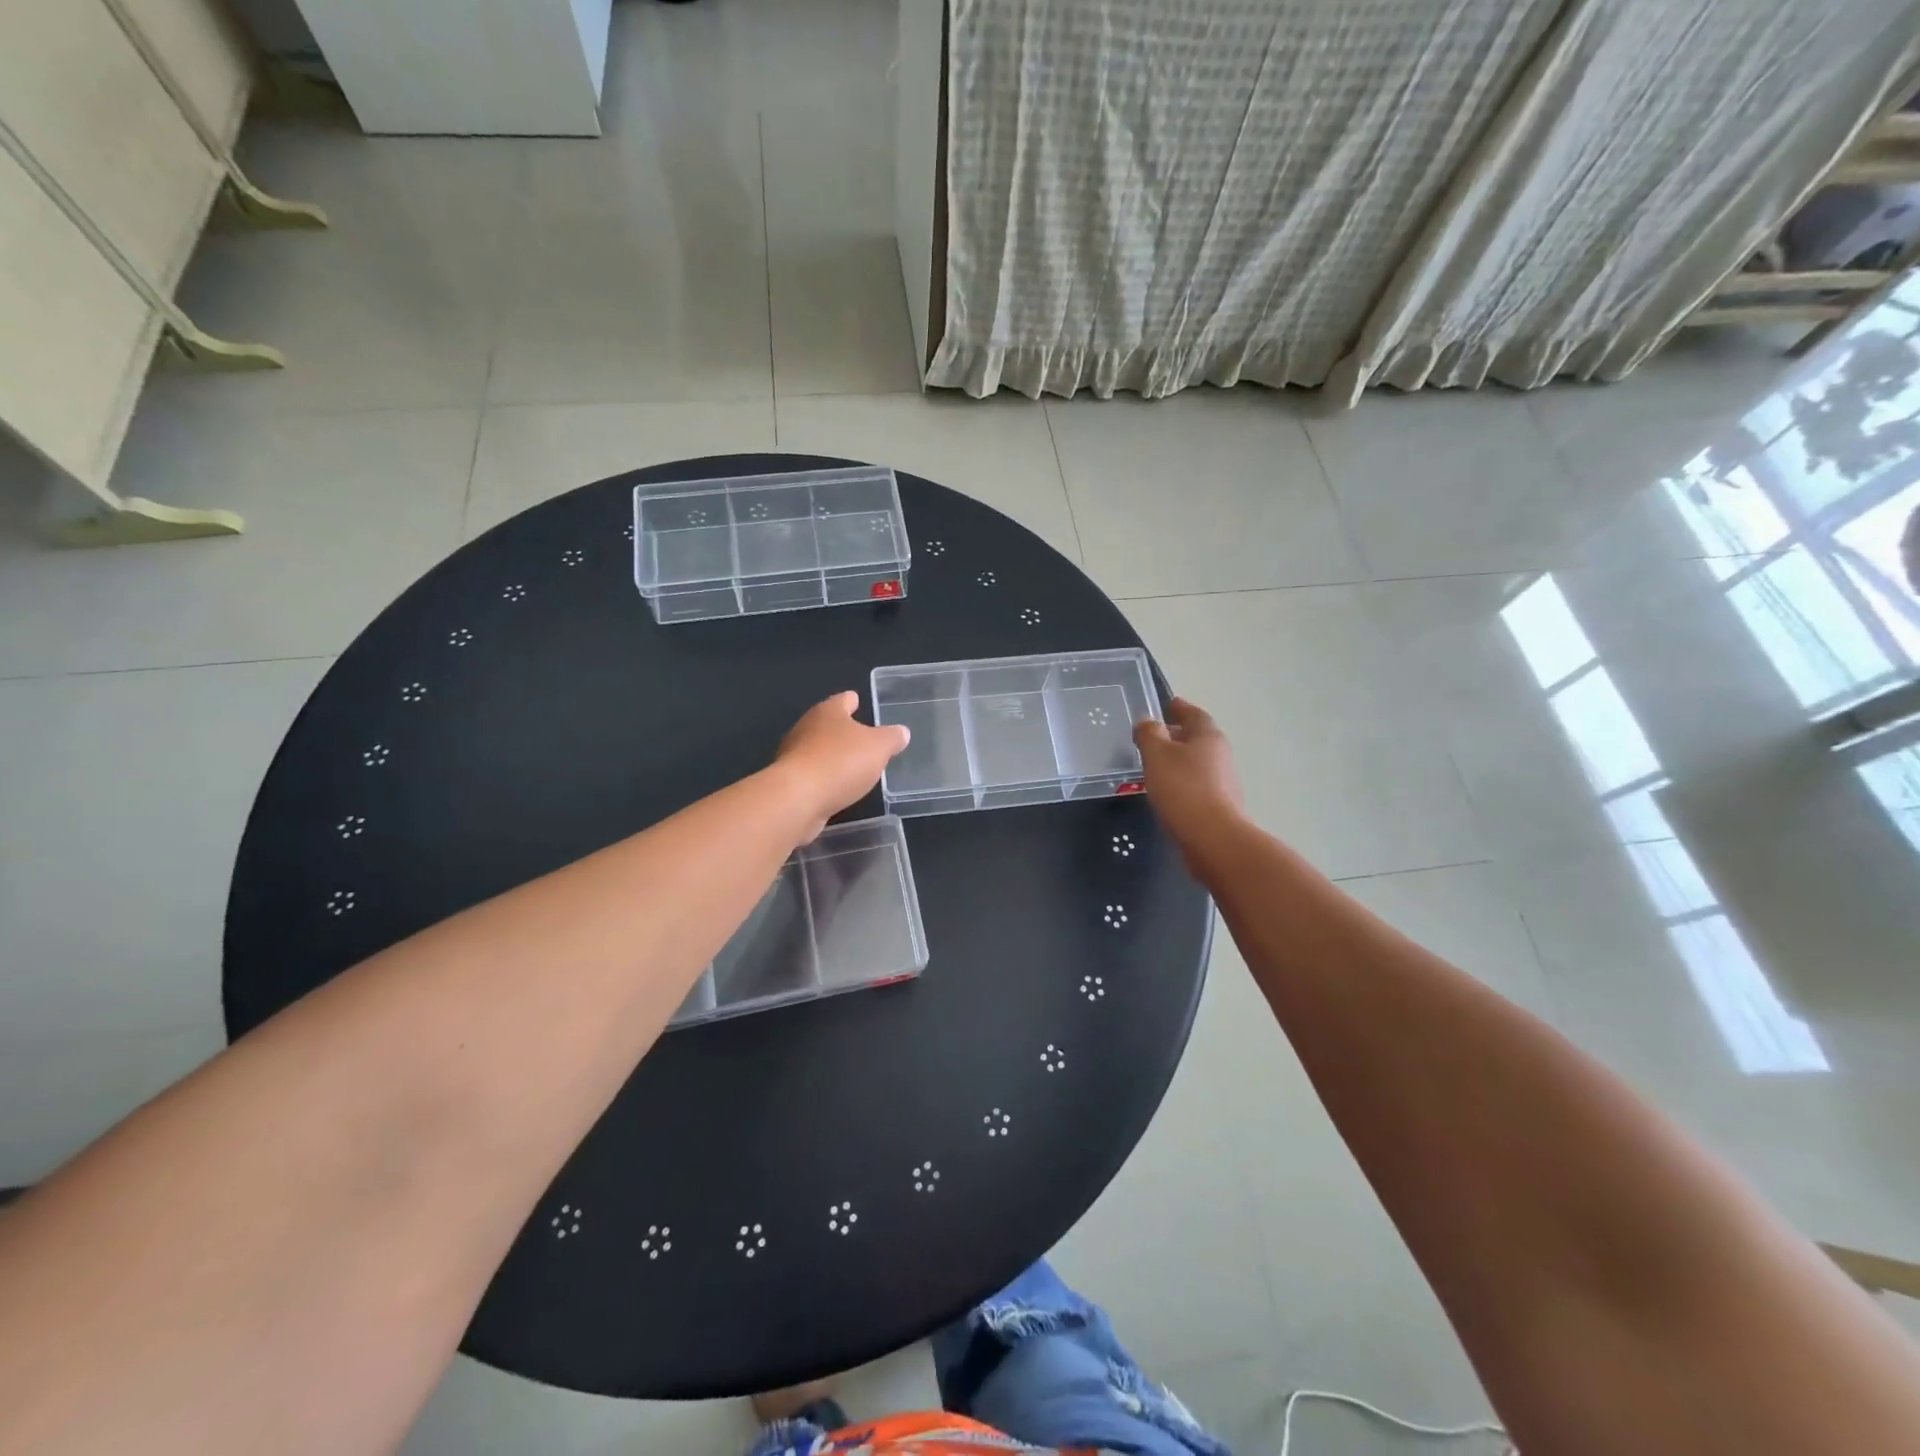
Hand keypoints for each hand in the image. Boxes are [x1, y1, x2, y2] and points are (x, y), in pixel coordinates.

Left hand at [773, 691, 909, 840]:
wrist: (797, 799)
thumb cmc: (840, 762)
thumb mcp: (878, 747)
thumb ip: (891, 738)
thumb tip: (902, 732)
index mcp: (827, 712)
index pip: (842, 700)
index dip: (852, 700)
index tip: (857, 699)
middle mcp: (806, 728)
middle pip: (826, 724)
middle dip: (841, 729)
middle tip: (860, 736)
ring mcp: (793, 756)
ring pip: (817, 750)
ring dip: (831, 755)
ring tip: (851, 764)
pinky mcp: (789, 782)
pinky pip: (812, 775)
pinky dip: (824, 778)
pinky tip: (836, 787)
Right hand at [1134, 697, 1245, 862]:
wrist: (1213, 838)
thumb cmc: (1183, 788)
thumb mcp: (1157, 754)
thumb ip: (1149, 734)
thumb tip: (1148, 722)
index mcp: (1208, 736)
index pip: (1194, 713)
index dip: (1179, 707)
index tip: (1167, 704)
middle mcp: (1220, 754)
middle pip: (1197, 737)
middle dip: (1177, 734)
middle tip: (1154, 735)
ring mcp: (1223, 781)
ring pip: (1197, 762)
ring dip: (1178, 759)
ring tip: (1155, 764)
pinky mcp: (1219, 805)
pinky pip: (1196, 783)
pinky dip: (1181, 781)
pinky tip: (1166, 790)